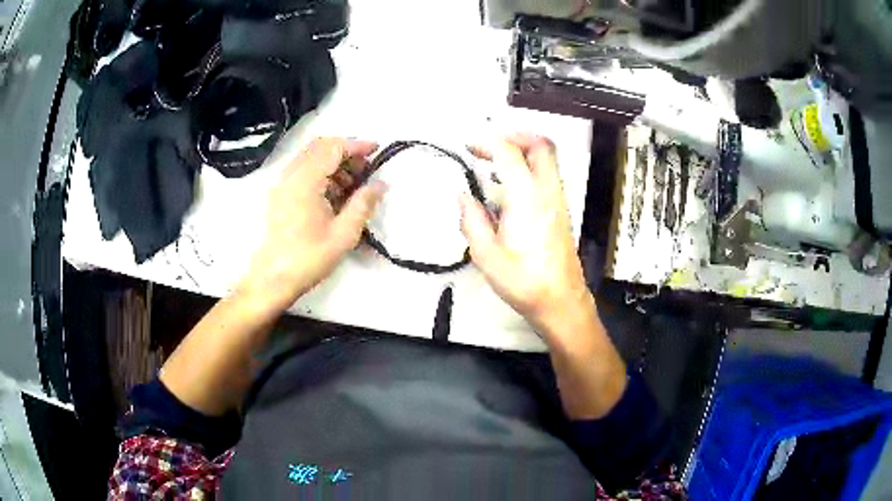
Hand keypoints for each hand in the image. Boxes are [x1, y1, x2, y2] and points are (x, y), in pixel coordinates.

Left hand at [239, 137, 383, 311]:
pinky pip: (302, 171)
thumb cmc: (308, 258)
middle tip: (365, 170)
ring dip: (334, 164)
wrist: (272, 279)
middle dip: (346, 152)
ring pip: (311, 158)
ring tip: (353, 186)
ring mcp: (282, 184)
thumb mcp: (344, 234)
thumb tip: (380, 184)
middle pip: (320, 147)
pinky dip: (321, 174)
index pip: (333, 148)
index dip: (357, 145)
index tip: (377, 150)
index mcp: (305, 181)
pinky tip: (334, 195)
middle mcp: (291, 175)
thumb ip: (363, 204)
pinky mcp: (279, 194)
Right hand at [460, 134, 591, 334]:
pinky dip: (530, 166)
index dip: (487, 143)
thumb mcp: (486, 256)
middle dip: (515, 136)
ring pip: (548, 158)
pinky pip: (549, 174)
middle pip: (541, 145)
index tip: (469, 147)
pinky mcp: (562, 210)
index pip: (509, 154)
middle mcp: (547, 192)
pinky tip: (511, 186)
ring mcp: (558, 200)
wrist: (561, 300)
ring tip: (497, 162)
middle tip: (490, 144)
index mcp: (527, 198)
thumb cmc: (524, 281)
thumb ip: (471, 220)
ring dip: (524, 150)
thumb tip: (463, 196)